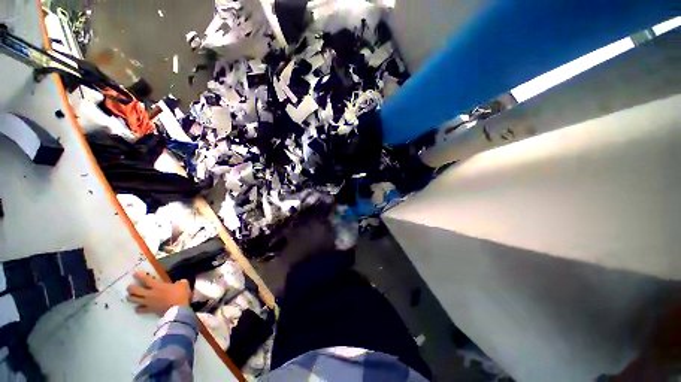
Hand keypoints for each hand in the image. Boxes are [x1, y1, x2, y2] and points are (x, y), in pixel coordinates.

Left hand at [126, 271, 190, 316]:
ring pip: (133, 300)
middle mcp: (149, 293)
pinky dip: (138, 308)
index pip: (145, 279)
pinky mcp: (149, 310)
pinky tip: (138, 308)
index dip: (139, 276)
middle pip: (135, 290)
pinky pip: (139, 309)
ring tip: (130, 296)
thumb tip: (179, 282)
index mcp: (157, 286)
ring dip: (131, 297)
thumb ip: (180, 282)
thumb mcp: (183, 285)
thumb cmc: (180, 295)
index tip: (134, 273)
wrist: (178, 310)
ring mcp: (148, 302)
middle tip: (129, 287)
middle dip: (130, 288)